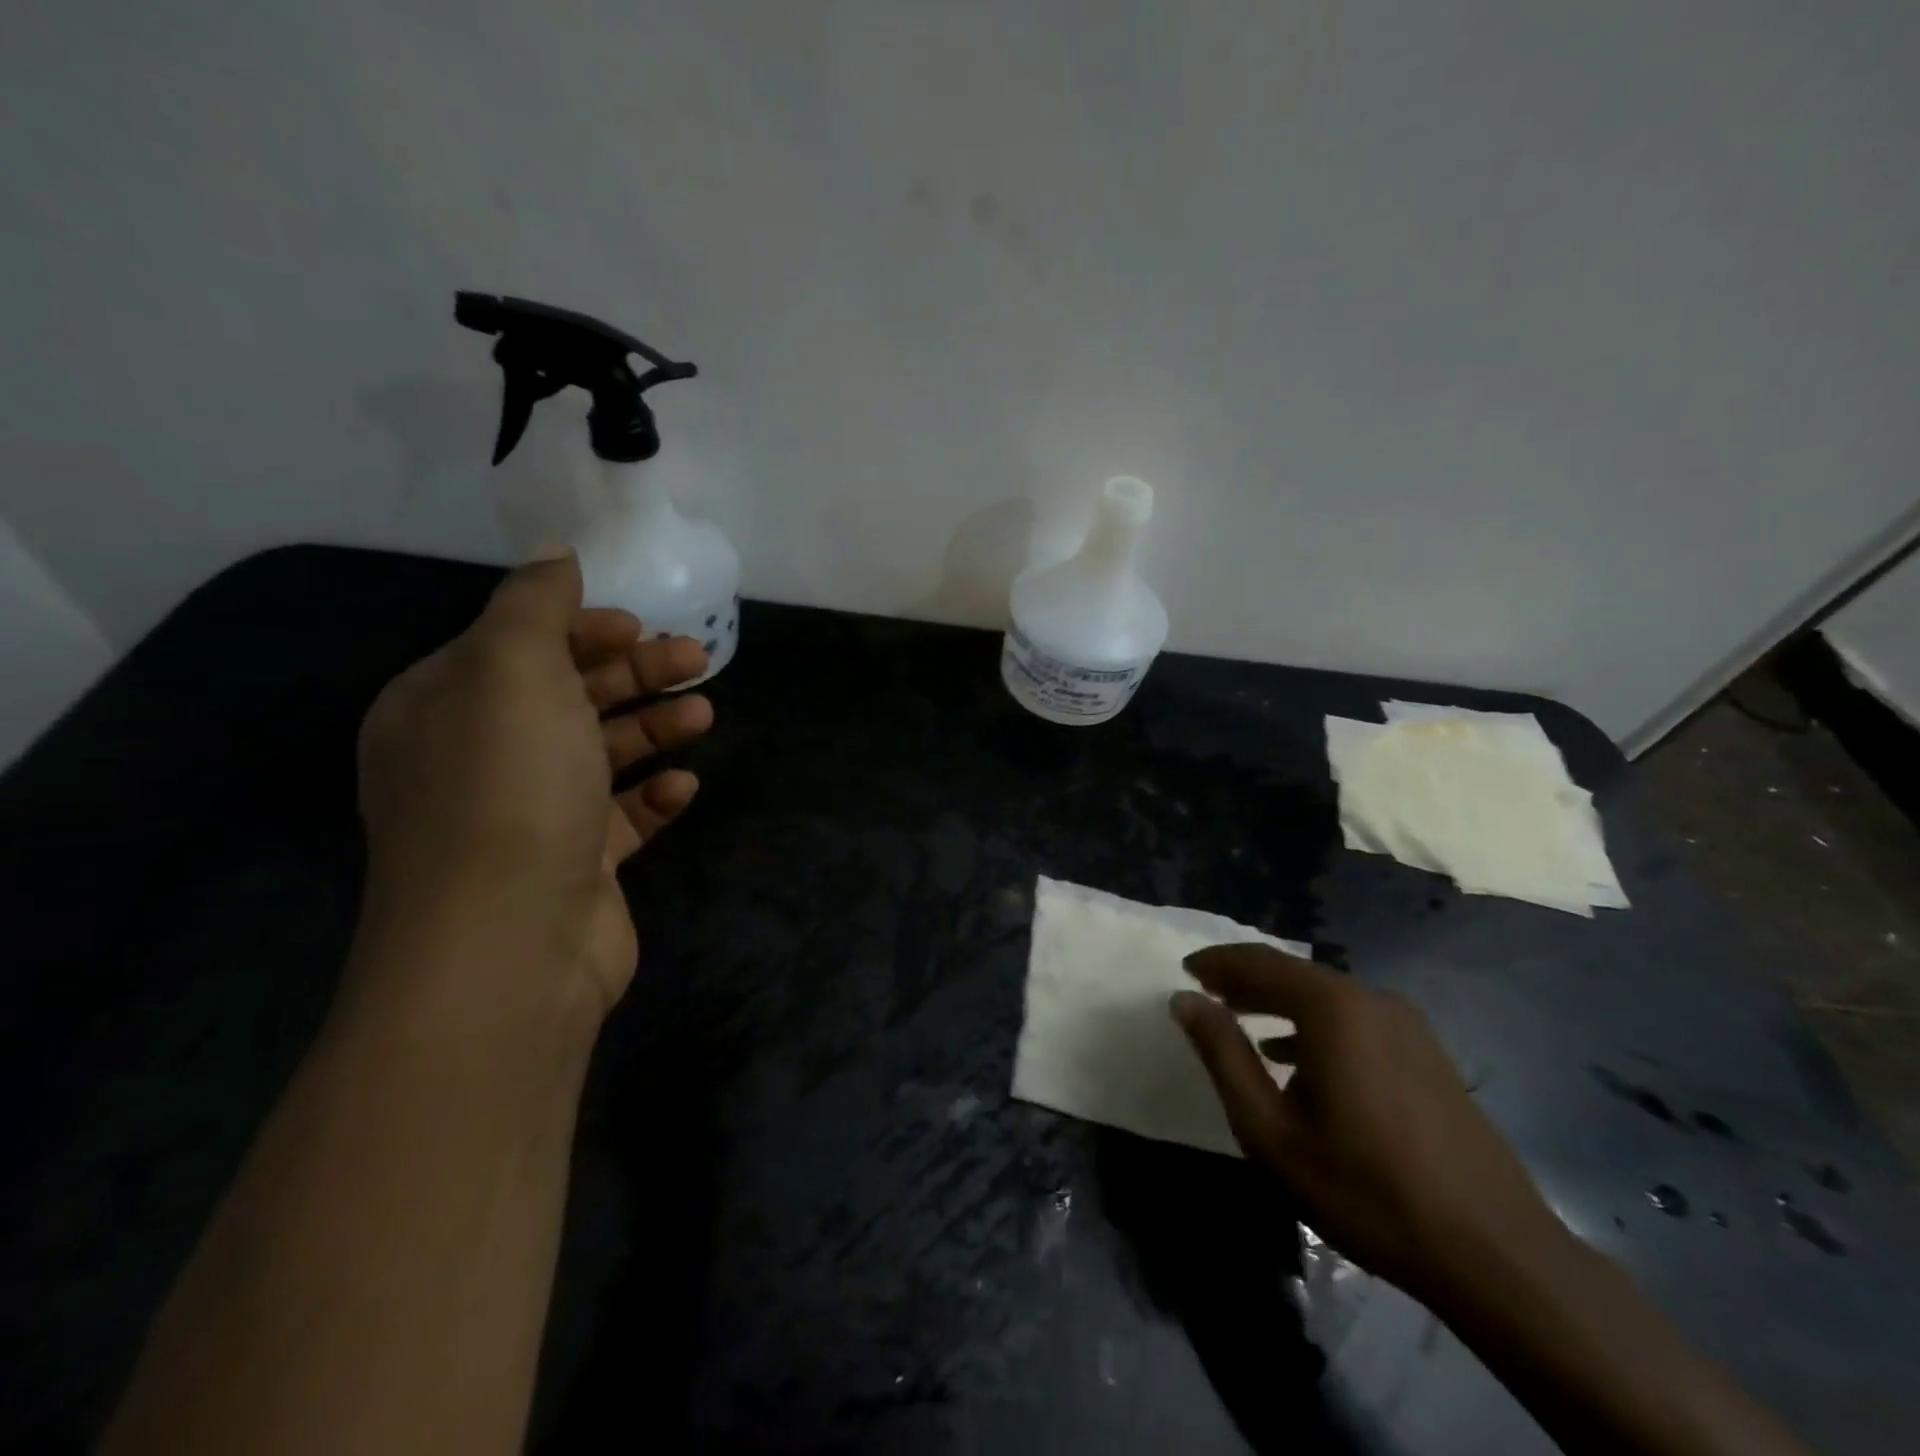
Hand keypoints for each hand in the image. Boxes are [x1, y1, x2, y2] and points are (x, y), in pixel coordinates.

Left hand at [354, 550, 712, 1020]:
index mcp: (444, 708)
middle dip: (633, 672)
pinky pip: (622, 817)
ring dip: (653, 727)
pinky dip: (654, 796)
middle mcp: (479, 759)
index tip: (639, 625)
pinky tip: (682, 787)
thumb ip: (533, 605)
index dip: (581, 628)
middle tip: (696, 659)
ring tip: (703, 714)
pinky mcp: (576, 866)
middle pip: (567, 695)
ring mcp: (530, 817)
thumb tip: (554, 556)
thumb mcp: (512, 671)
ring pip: (601, 754)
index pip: (516, 646)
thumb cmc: (508, 789)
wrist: (507, 944)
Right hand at [1170, 945, 1564, 1302]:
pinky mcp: (1428, 1053)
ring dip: (1279, 1003)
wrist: (1494, 1253)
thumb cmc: (1364, 1188)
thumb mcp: (1271, 1130)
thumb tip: (1186, 1000)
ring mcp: (1408, 1025)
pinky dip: (1315, 1025)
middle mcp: (1372, 999)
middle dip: (1245, 980)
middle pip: (1294, 974)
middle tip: (1206, 993)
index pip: (1259, 961)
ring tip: (1242, 1021)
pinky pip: (1355, 1020)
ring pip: (1326, 997)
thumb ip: (1223, 1055)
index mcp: (1333, 1007)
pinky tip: (1299, 1059)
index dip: (1217, 962)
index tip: (1185, 970)